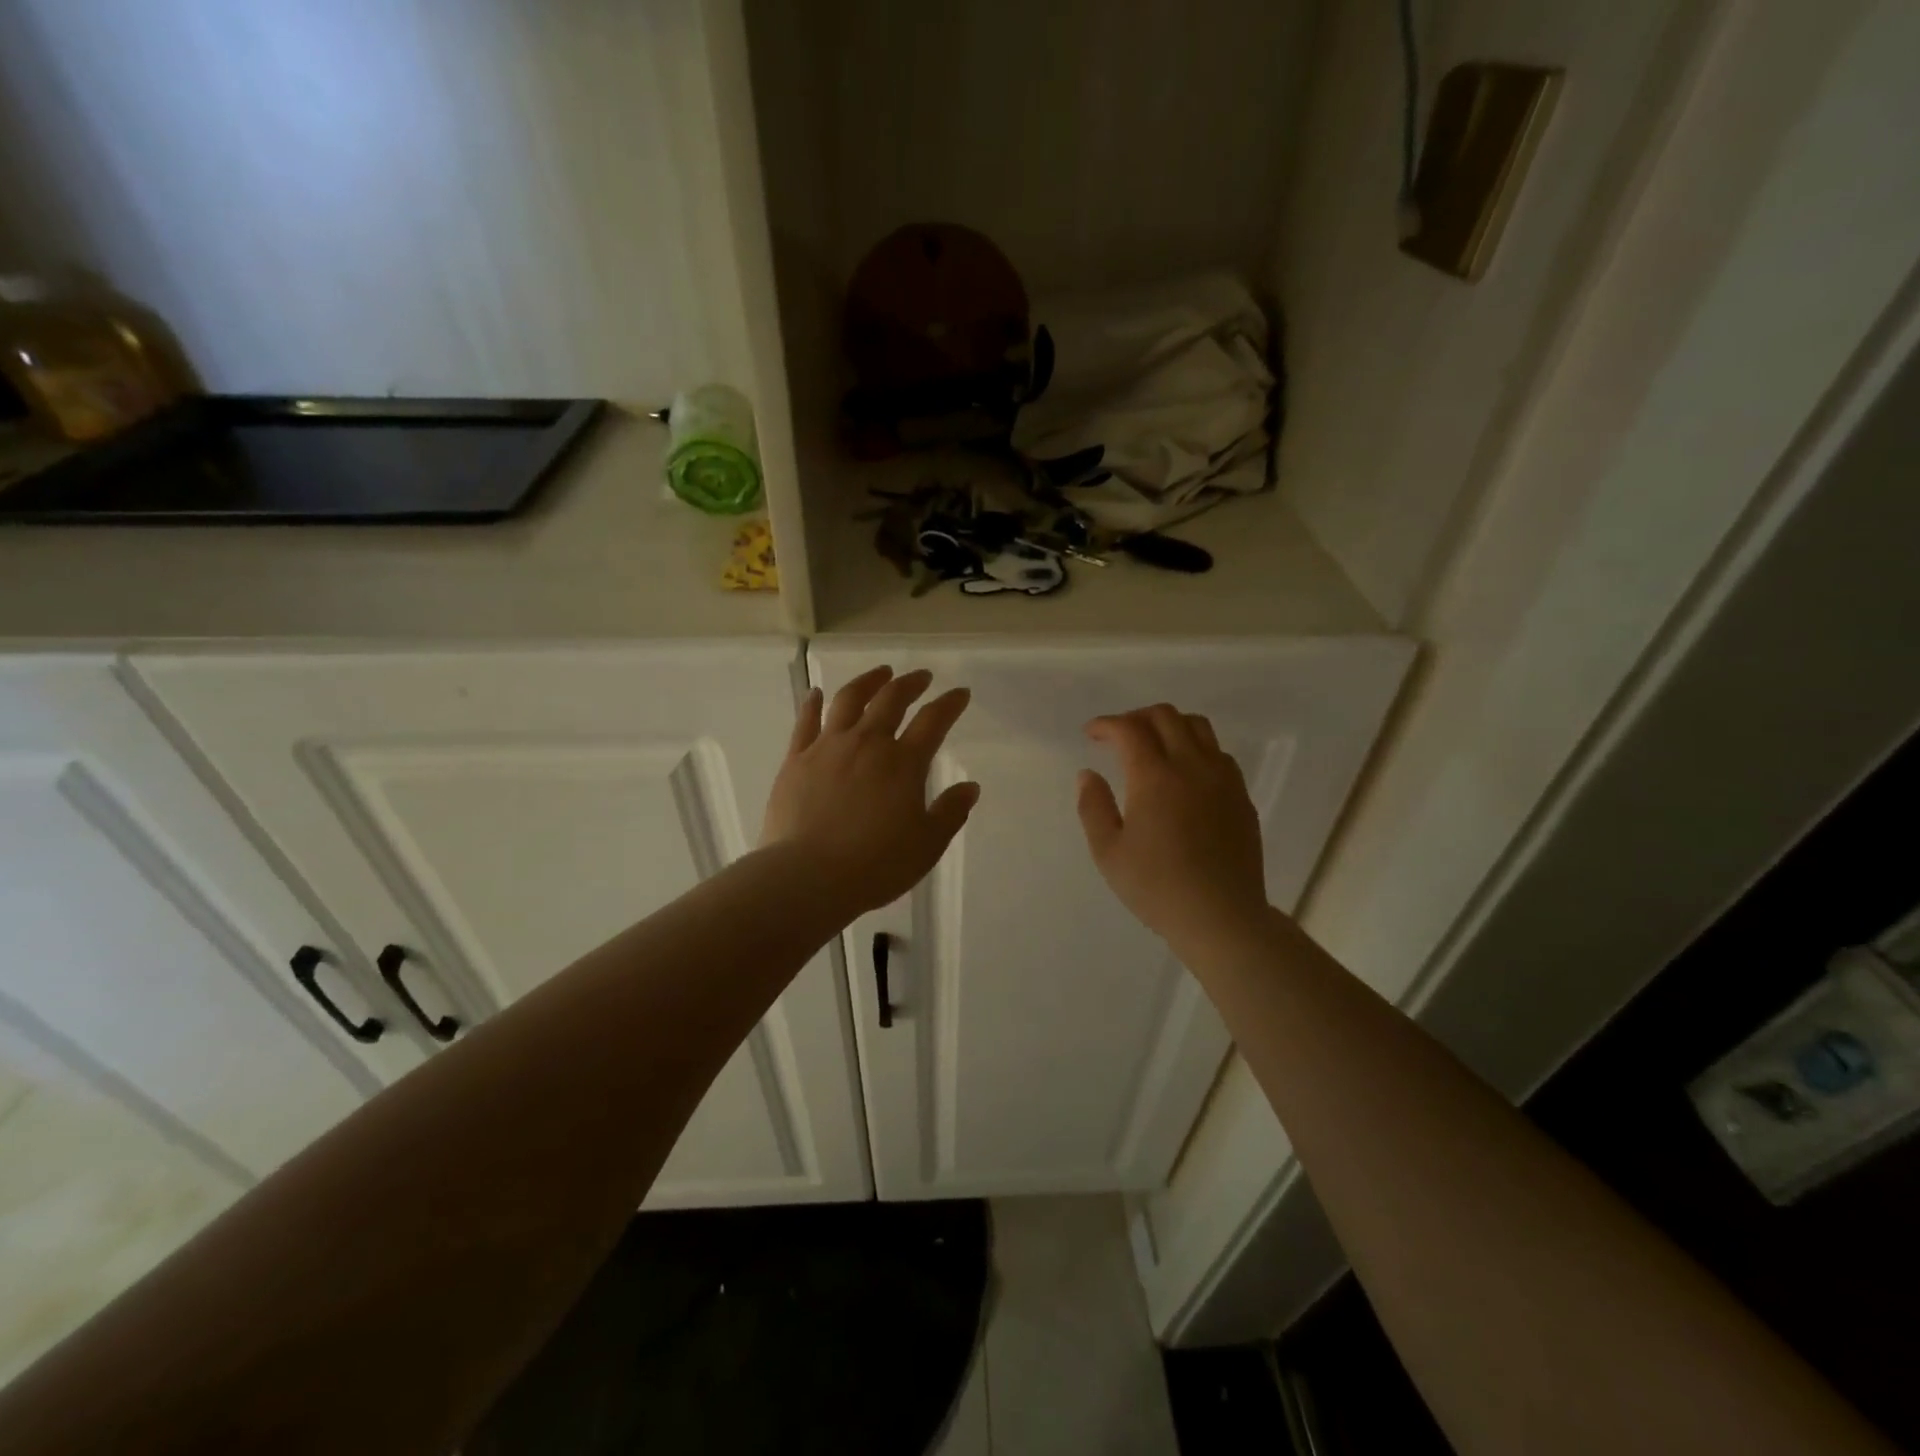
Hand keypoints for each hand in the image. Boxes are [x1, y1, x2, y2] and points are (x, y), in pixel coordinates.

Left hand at [762, 667, 979, 915]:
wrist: (808, 877)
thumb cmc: (875, 865)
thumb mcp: (926, 845)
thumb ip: (950, 812)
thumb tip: (970, 786)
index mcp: (903, 763)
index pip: (933, 721)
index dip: (950, 704)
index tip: (960, 693)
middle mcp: (867, 743)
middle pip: (891, 700)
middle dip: (910, 683)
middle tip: (922, 677)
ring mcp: (828, 747)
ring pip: (849, 700)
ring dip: (868, 682)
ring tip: (880, 673)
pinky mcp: (796, 759)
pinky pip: (806, 722)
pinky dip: (813, 704)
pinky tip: (816, 694)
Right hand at [1077, 705, 1269, 956]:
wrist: (1221, 916)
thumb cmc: (1156, 887)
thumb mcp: (1108, 852)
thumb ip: (1093, 807)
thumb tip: (1088, 774)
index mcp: (1154, 777)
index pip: (1129, 729)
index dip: (1106, 725)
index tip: (1091, 734)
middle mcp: (1192, 766)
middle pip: (1166, 716)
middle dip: (1136, 717)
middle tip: (1118, 736)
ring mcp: (1222, 779)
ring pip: (1198, 727)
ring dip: (1169, 725)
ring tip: (1153, 745)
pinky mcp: (1241, 796)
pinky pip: (1218, 753)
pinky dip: (1196, 747)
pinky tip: (1185, 773)